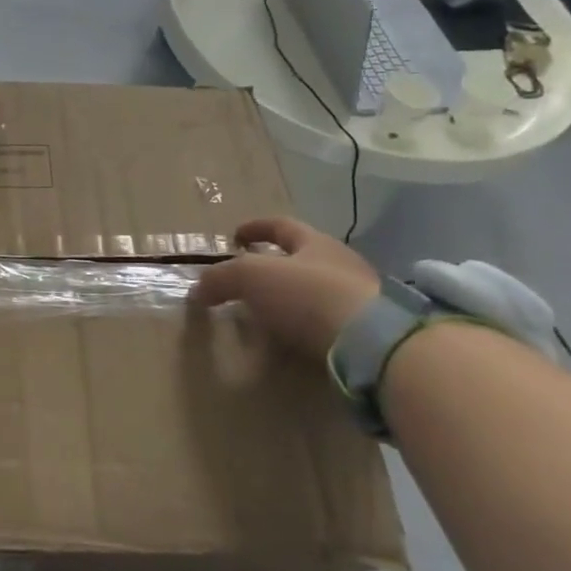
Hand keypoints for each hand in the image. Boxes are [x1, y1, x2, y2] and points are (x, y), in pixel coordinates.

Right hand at [189, 218, 379, 359]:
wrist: (372, 344)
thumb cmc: (307, 295)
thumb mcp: (251, 277)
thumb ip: (221, 278)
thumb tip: (198, 289)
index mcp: (315, 242)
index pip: (281, 226)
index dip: (256, 228)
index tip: (235, 237)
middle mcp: (341, 264)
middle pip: (303, 257)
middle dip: (275, 265)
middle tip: (248, 280)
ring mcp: (360, 299)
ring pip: (317, 291)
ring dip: (291, 299)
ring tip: (266, 315)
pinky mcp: (367, 333)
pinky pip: (328, 322)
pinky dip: (306, 327)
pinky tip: (291, 339)